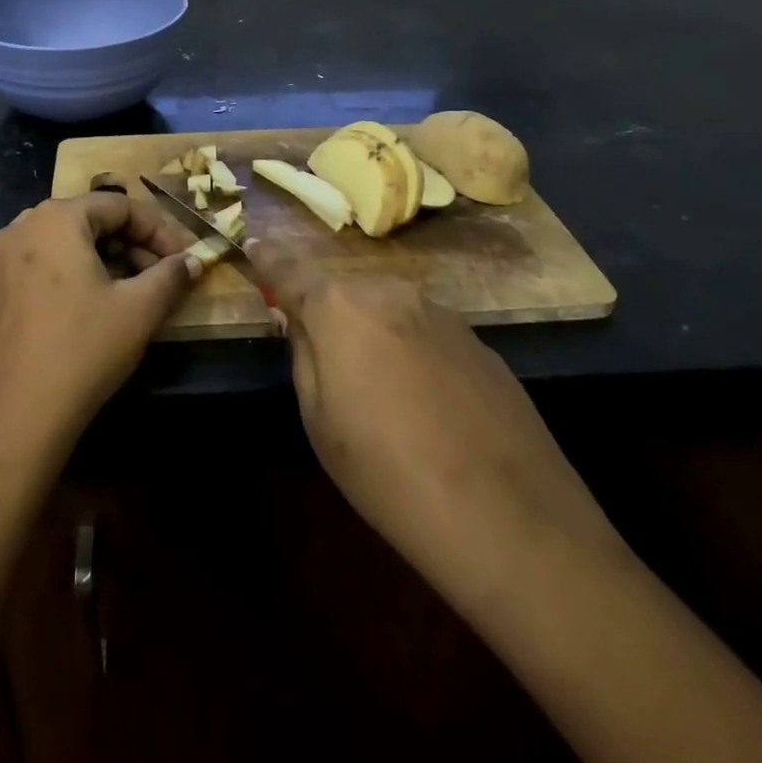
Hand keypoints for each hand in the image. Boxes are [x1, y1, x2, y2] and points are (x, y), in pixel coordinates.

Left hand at [0, 193, 203, 455]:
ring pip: (68, 242)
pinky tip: (98, 303)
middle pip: (92, 219)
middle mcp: (24, 225)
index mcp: (57, 218)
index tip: (185, 258)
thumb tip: (194, 261)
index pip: (120, 205)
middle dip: (133, 244)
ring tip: (136, 290)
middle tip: (163, 275)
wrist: (17, 415)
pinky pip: (45, 262)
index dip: (159, 230)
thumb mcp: (139, 310)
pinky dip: (77, 272)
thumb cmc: (83, 349)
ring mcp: (3, 257)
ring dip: (108, 258)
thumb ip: (171, 275)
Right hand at [248, 238, 622, 589]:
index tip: (253, 245)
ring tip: (380, 393)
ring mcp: (442, 314)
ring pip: (388, 311)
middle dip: (328, 313)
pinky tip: (426, 405)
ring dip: (373, 333)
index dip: (268, 259)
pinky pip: (425, 334)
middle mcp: (390, 293)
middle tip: (324, 359)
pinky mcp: (479, 342)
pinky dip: (412, 352)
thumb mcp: (318, 420)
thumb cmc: (387, 472)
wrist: (508, 517)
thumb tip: (302, 321)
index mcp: (340, 307)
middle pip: (343, 292)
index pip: (289, 270)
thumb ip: (304, 354)